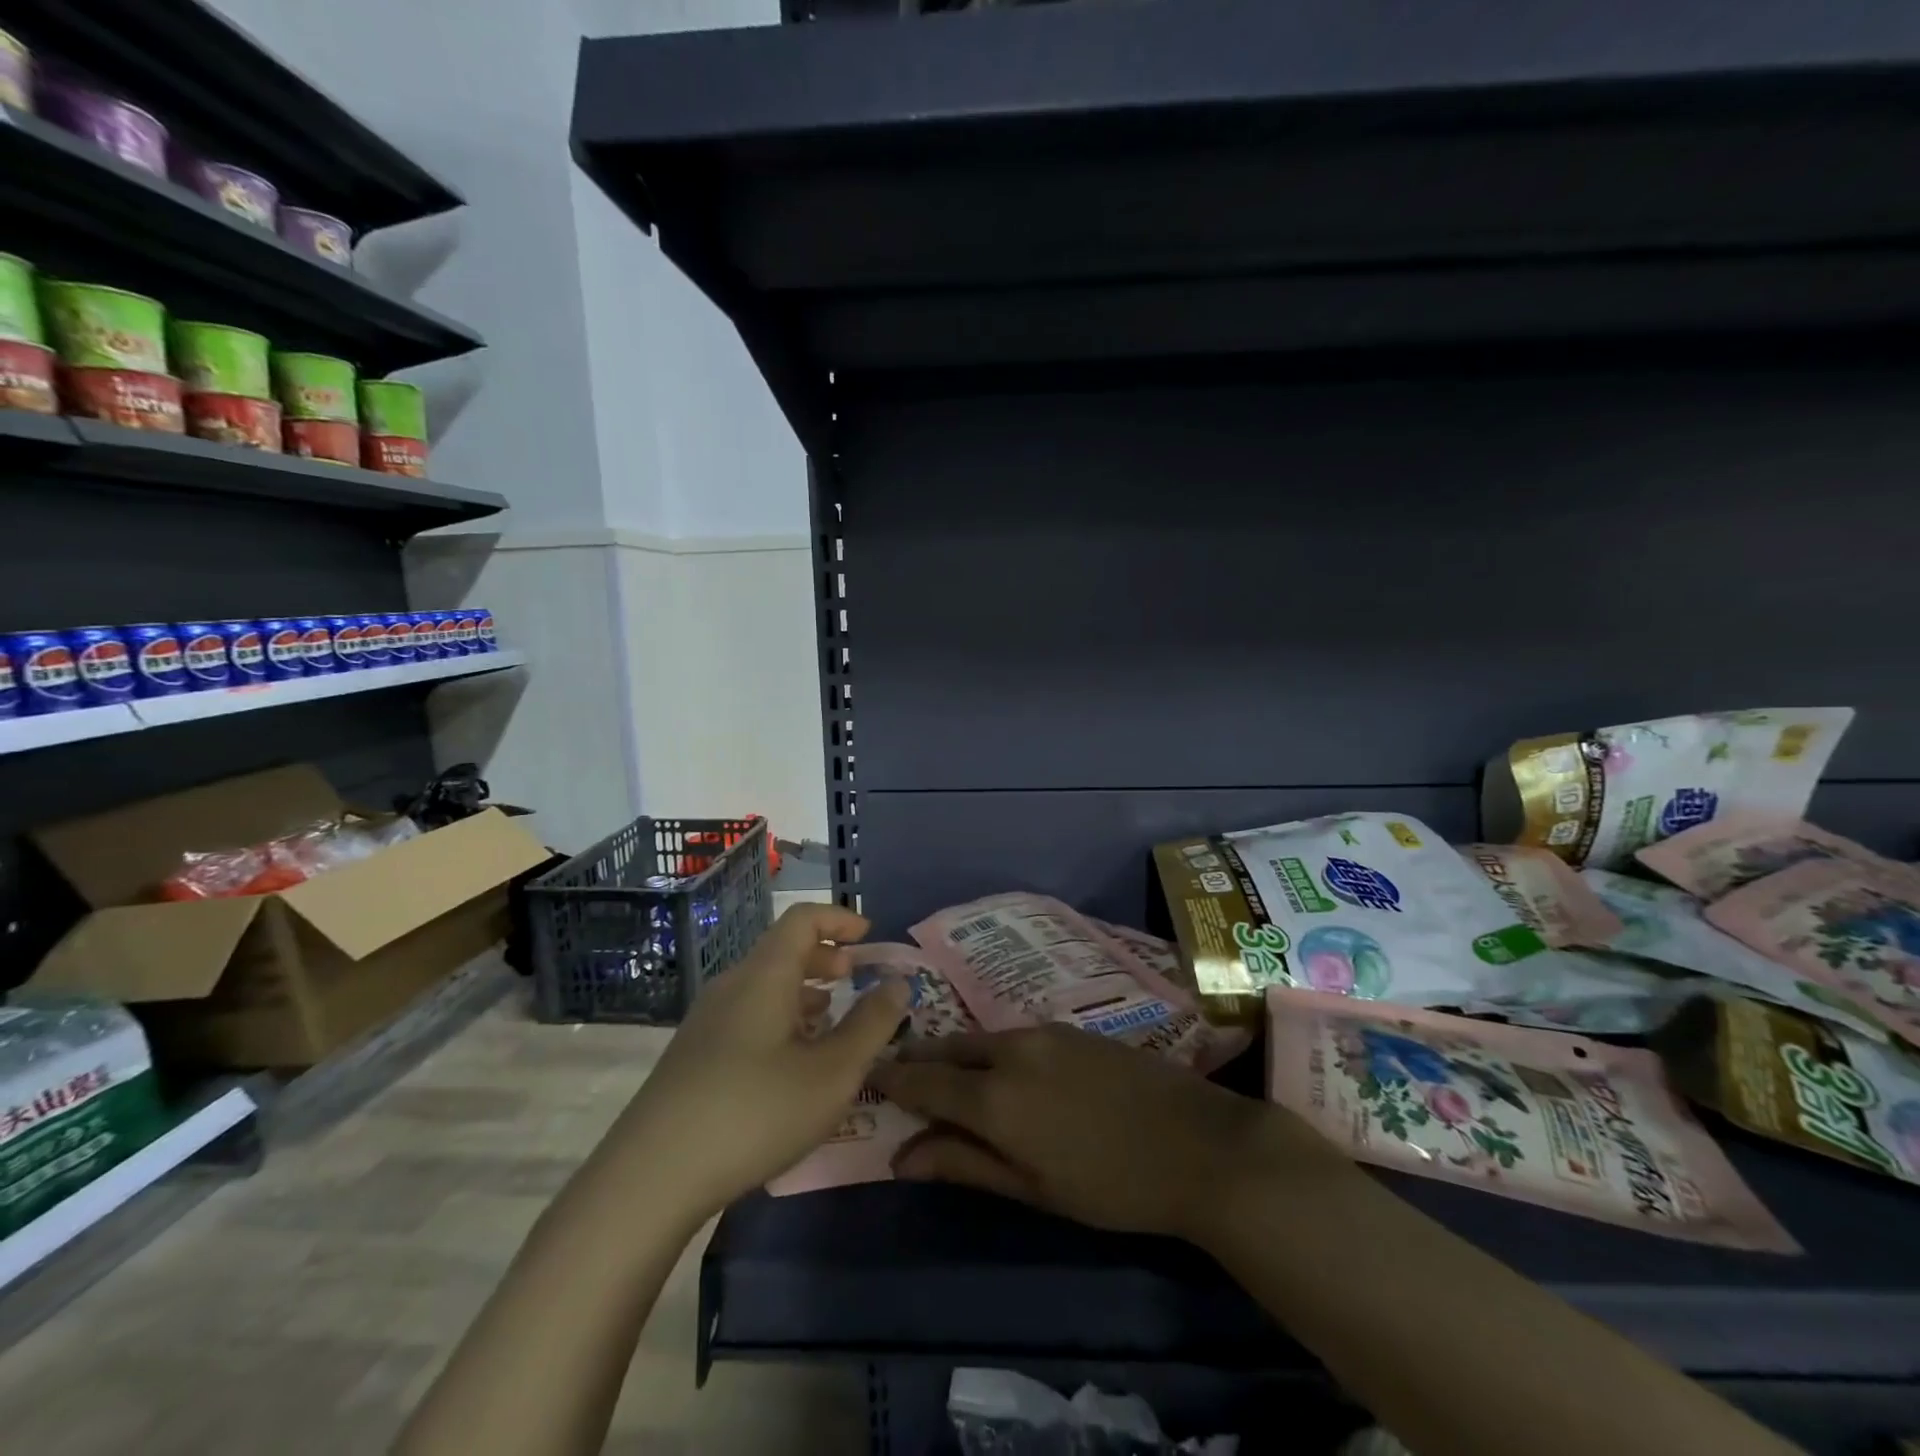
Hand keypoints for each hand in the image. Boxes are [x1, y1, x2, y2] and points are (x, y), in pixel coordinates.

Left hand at [611, 904, 908, 1221]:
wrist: (650, 1178)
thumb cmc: (754, 1113)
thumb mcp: (831, 1073)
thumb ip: (871, 1025)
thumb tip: (898, 983)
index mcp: (764, 976)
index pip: (802, 919)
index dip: (839, 919)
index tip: (869, 936)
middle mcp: (732, 986)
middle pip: (782, 950)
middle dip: (824, 957)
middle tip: (854, 978)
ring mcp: (705, 1022)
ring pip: (763, 986)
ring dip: (802, 991)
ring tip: (830, 1021)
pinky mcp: (692, 1056)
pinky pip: (746, 1014)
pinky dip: (779, 1018)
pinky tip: (791, 1062)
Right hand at [872, 1023, 1349, 1242]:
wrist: (1197, 1143)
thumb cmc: (1111, 1184)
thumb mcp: (1033, 1188)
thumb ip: (965, 1164)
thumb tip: (902, 1158)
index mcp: (995, 1097)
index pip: (924, 1081)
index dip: (893, 1079)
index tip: (869, 1077)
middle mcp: (1010, 1051)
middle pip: (949, 1049)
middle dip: (921, 1060)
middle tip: (902, 1076)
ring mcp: (1042, 1033)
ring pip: (981, 1038)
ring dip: (957, 1053)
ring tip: (946, 1075)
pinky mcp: (1068, 1028)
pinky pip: (1012, 1034)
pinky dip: (991, 1050)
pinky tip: (999, 1068)